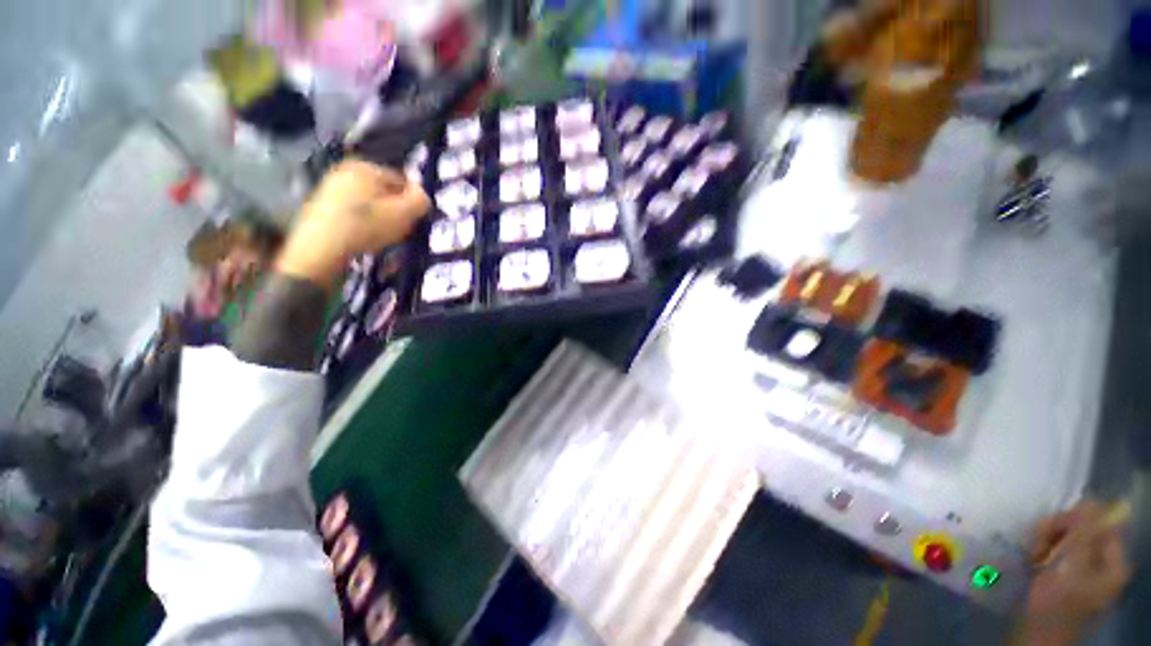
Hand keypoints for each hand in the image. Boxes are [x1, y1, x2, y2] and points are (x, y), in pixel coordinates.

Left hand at [277, 160, 429, 286]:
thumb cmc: (366, 227)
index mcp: (365, 167)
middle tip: (400, 231)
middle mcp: (345, 171)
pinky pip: (354, 212)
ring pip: (370, 203)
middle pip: (385, 192)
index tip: (415, 221)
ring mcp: (330, 188)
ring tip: (383, 237)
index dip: (413, 202)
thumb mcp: (403, 214)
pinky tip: (365, 239)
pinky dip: (363, 224)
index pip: (403, 181)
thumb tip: (423, 194)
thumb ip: (420, 201)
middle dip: (396, 210)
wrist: (320, 249)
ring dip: (381, 219)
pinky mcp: (321, 207)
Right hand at [1022, 501, 1130, 644]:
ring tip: (1033, 554)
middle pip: (1084, 532)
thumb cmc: (1056, 603)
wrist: (1036, 636)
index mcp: (1114, 563)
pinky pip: (1061, 553)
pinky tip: (1033, 560)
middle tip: (1036, 543)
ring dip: (1047, 541)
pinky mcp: (1069, 577)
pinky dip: (1045, 552)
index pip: (1101, 524)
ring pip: (1069, 541)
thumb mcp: (1071, 568)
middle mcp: (1105, 565)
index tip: (1048, 528)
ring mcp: (1086, 573)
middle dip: (1057, 532)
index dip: (1075, 520)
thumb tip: (1092, 502)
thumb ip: (1084, 534)